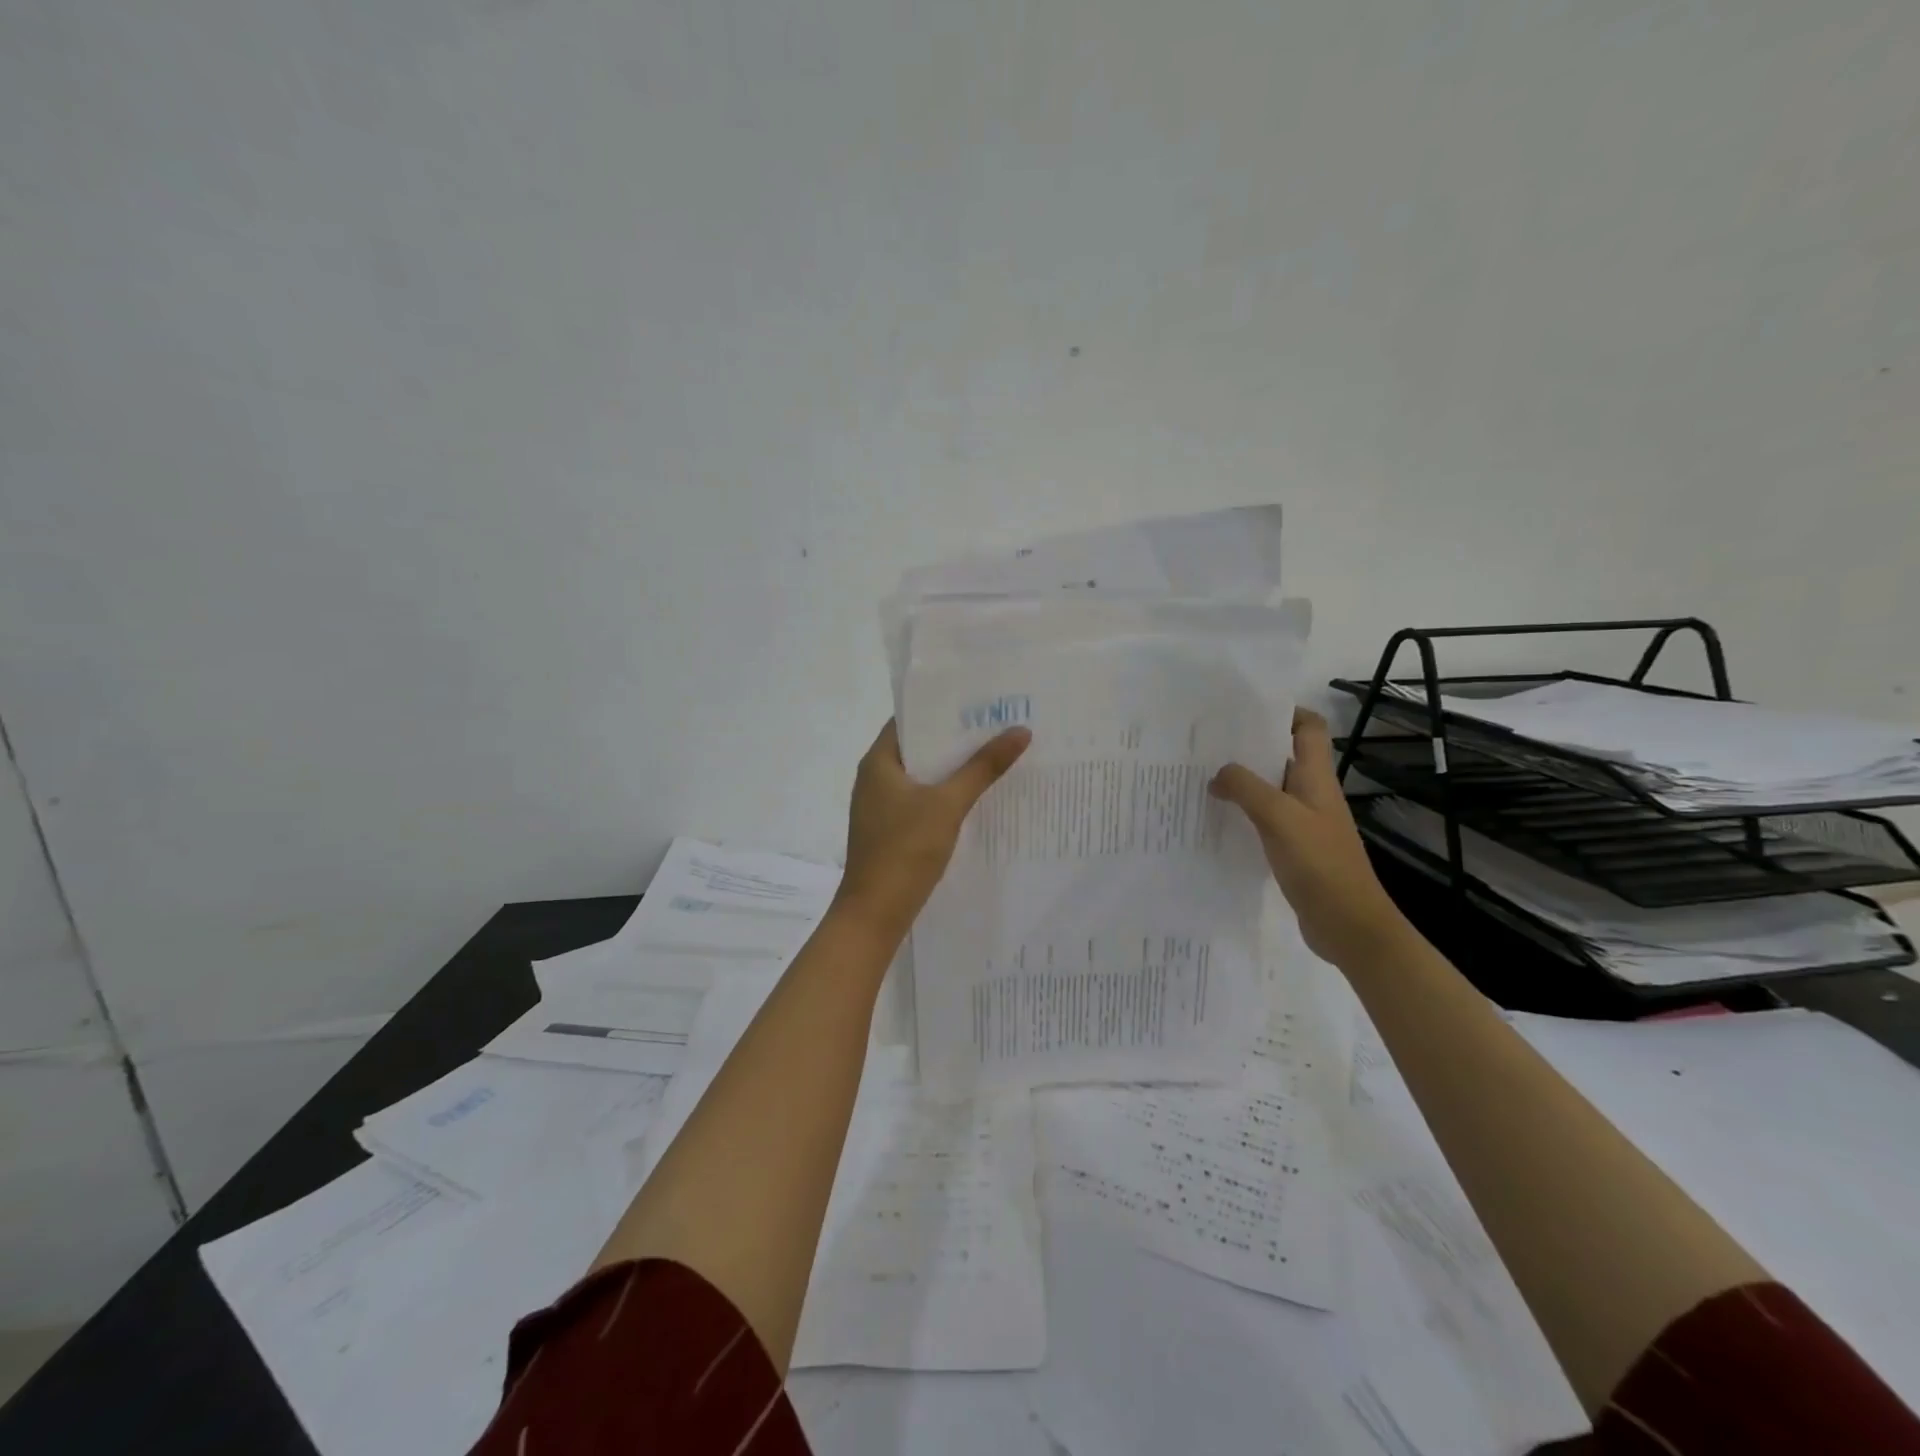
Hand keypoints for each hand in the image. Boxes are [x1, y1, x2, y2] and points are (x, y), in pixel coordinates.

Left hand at [835, 720, 1031, 942]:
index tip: (979, 700)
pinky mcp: (891, 829)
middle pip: (919, 747)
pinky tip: (976, 795)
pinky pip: (922, 800)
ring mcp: (882, 805)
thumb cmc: (905, 850)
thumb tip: (1020, 731)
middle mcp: (875, 777)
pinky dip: (946, 793)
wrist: (875, 913)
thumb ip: (983, 767)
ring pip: (923, 775)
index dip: (943, 707)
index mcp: (879, 761)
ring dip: (953, 767)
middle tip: (998, 724)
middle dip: (956, 738)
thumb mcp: (948, 805)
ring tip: (994, 753)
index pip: (910, 719)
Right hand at [1209, 709, 1409, 968]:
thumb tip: (1218, 774)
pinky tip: (1218, 818)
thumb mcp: (1280, 818)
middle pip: (1283, 755)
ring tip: (1202, 776)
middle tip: (1208, 743)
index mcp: (1317, 778)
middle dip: (1249, 745)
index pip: (1308, 728)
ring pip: (1270, 788)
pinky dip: (1243, 812)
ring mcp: (1304, 822)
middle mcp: (1312, 794)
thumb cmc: (1320, 864)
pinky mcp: (1294, 848)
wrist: (1348, 924)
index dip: (1284, 712)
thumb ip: (1247, 789)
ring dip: (1242, 781)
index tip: (1244, 710)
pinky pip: (1265, 818)